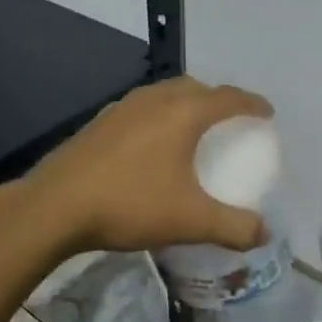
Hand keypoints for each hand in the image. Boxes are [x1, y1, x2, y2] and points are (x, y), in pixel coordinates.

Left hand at [21, 78, 273, 255]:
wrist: (54, 207)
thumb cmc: (130, 204)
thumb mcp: (190, 221)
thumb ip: (234, 227)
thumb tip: (264, 233)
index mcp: (183, 113)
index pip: (228, 97)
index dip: (252, 104)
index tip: (267, 114)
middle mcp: (154, 100)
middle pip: (195, 88)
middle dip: (217, 100)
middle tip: (230, 123)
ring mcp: (122, 107)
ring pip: (164, 95)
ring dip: (185, 105)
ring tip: (192, 131)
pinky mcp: (99, 121)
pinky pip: (141, 109)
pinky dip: (159, 117)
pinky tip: (151, 146)